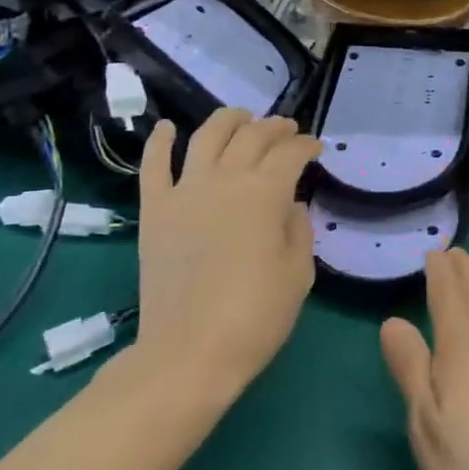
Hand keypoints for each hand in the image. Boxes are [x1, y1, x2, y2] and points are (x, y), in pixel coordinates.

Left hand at [134, 109, 322, 398]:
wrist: (189, 352)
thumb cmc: (255, 316)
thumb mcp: (298, 273)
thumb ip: (298, 228)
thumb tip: (287, 204)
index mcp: (265, 192)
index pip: (290, 153)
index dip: (305, 145)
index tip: (314, 148)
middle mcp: (225, 179)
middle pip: (252, 136)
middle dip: (274, 127)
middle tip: (286, 130)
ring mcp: (185, 190)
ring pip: (206, 136)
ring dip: (228, 120)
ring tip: (241, 116)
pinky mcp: (154, 209)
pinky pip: (154, 165)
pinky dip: (160, 141)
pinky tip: (167, 127)